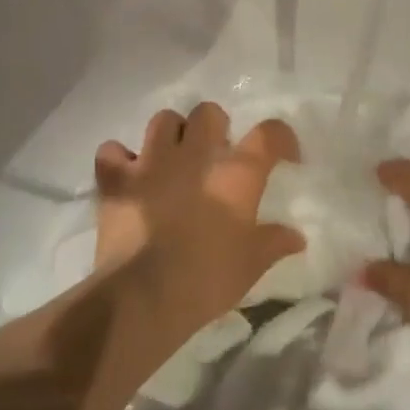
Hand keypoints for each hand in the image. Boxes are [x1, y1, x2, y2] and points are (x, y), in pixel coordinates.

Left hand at [94, 102, 303, 334]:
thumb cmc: (207, 279)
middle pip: (209, 112)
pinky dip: (120, 159)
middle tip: (216, 156)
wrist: (143, 297)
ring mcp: (152, 162)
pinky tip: (129, 176)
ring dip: (171, 135)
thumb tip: (296, 237)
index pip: (270, 134)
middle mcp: (195, 154)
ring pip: (163, 120)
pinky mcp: (116, 179)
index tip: (284, 157)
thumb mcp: (251, 265)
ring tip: (173, 160)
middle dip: (215, 128)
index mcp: (236, 173)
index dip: (281, 139)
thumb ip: (274, 242)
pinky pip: (112, 151)